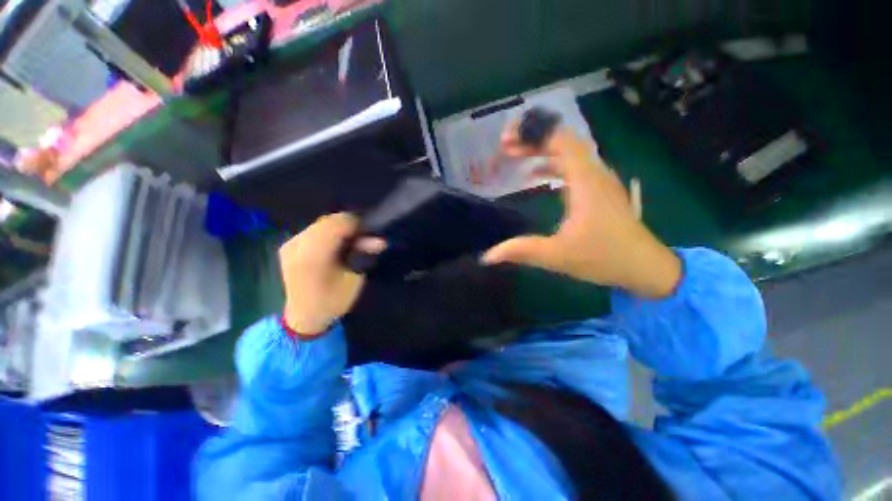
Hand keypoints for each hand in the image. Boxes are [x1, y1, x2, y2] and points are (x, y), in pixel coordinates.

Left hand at [279, 213, 384, 335]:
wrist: (304, 316)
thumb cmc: (333, 301)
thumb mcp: (354, 280)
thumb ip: (364, 255)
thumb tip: (380, 241)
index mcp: (313, 256)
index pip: (336, 224)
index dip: (355, 225)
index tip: (367, 235)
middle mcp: (296, 245)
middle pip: (328, 221)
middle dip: (348, 227)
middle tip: (360, 240)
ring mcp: (289, 244)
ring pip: (320, 223)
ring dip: (337, 229)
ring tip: (348, 243)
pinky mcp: (287, 245)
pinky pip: (313, 230)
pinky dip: (327, 233)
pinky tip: (333, 246)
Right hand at [482, 126, 681, 297]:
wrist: (646, 267)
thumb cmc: (604, 258)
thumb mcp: (557, 256)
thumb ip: (521, 251)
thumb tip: (488, 256)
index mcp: (586, 181)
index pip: (561, 140)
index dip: (533, 134)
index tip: (506, 141)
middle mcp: (595, 173)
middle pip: (564, 140)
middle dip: (533, 139)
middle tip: (505, 147)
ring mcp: (600, 180)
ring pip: (570, 152)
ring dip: (542, 149)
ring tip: (515, 155)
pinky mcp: (600, 190)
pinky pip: (574, 165)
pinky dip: (553, 163)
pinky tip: (538, 173)